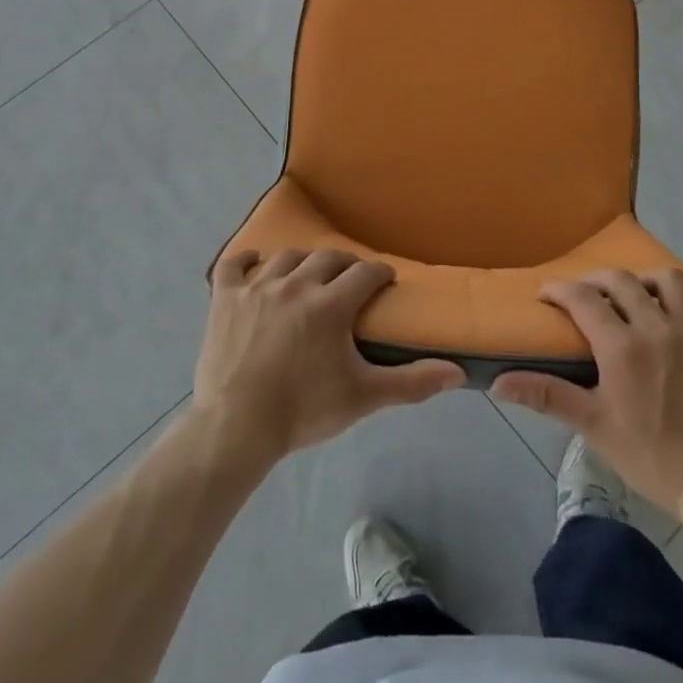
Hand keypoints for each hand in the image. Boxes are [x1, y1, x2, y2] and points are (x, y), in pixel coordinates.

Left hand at [195, 248, 465, 463]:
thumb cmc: (304, 410)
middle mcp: (295, 284)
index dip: (379, 273)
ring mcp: (257, 287)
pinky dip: (245, 259)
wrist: (237, 425)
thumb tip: (457, 373)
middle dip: (345, 263)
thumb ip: (412, 382)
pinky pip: (233, 265)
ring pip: (286, 257)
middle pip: (327, 258)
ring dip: (303, 261)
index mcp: (330, 304)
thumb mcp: (364, 397)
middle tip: (352, 277)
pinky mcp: (225, 298)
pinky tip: (254, 263)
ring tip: (309, 273)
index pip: (364, 273)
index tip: (385, 280)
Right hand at [491, 268, 682, 511]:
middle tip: (584, 295)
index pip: (582, 298)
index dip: (558, 290)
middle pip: (622, 280)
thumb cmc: (651, 457)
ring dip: (648, 282)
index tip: (545, 297)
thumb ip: (546, 396)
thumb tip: (498, 384)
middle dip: (595, 279)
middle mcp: (658, 328)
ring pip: (672, 281)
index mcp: (622, 346)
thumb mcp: (593, 426)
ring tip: (636, 297)